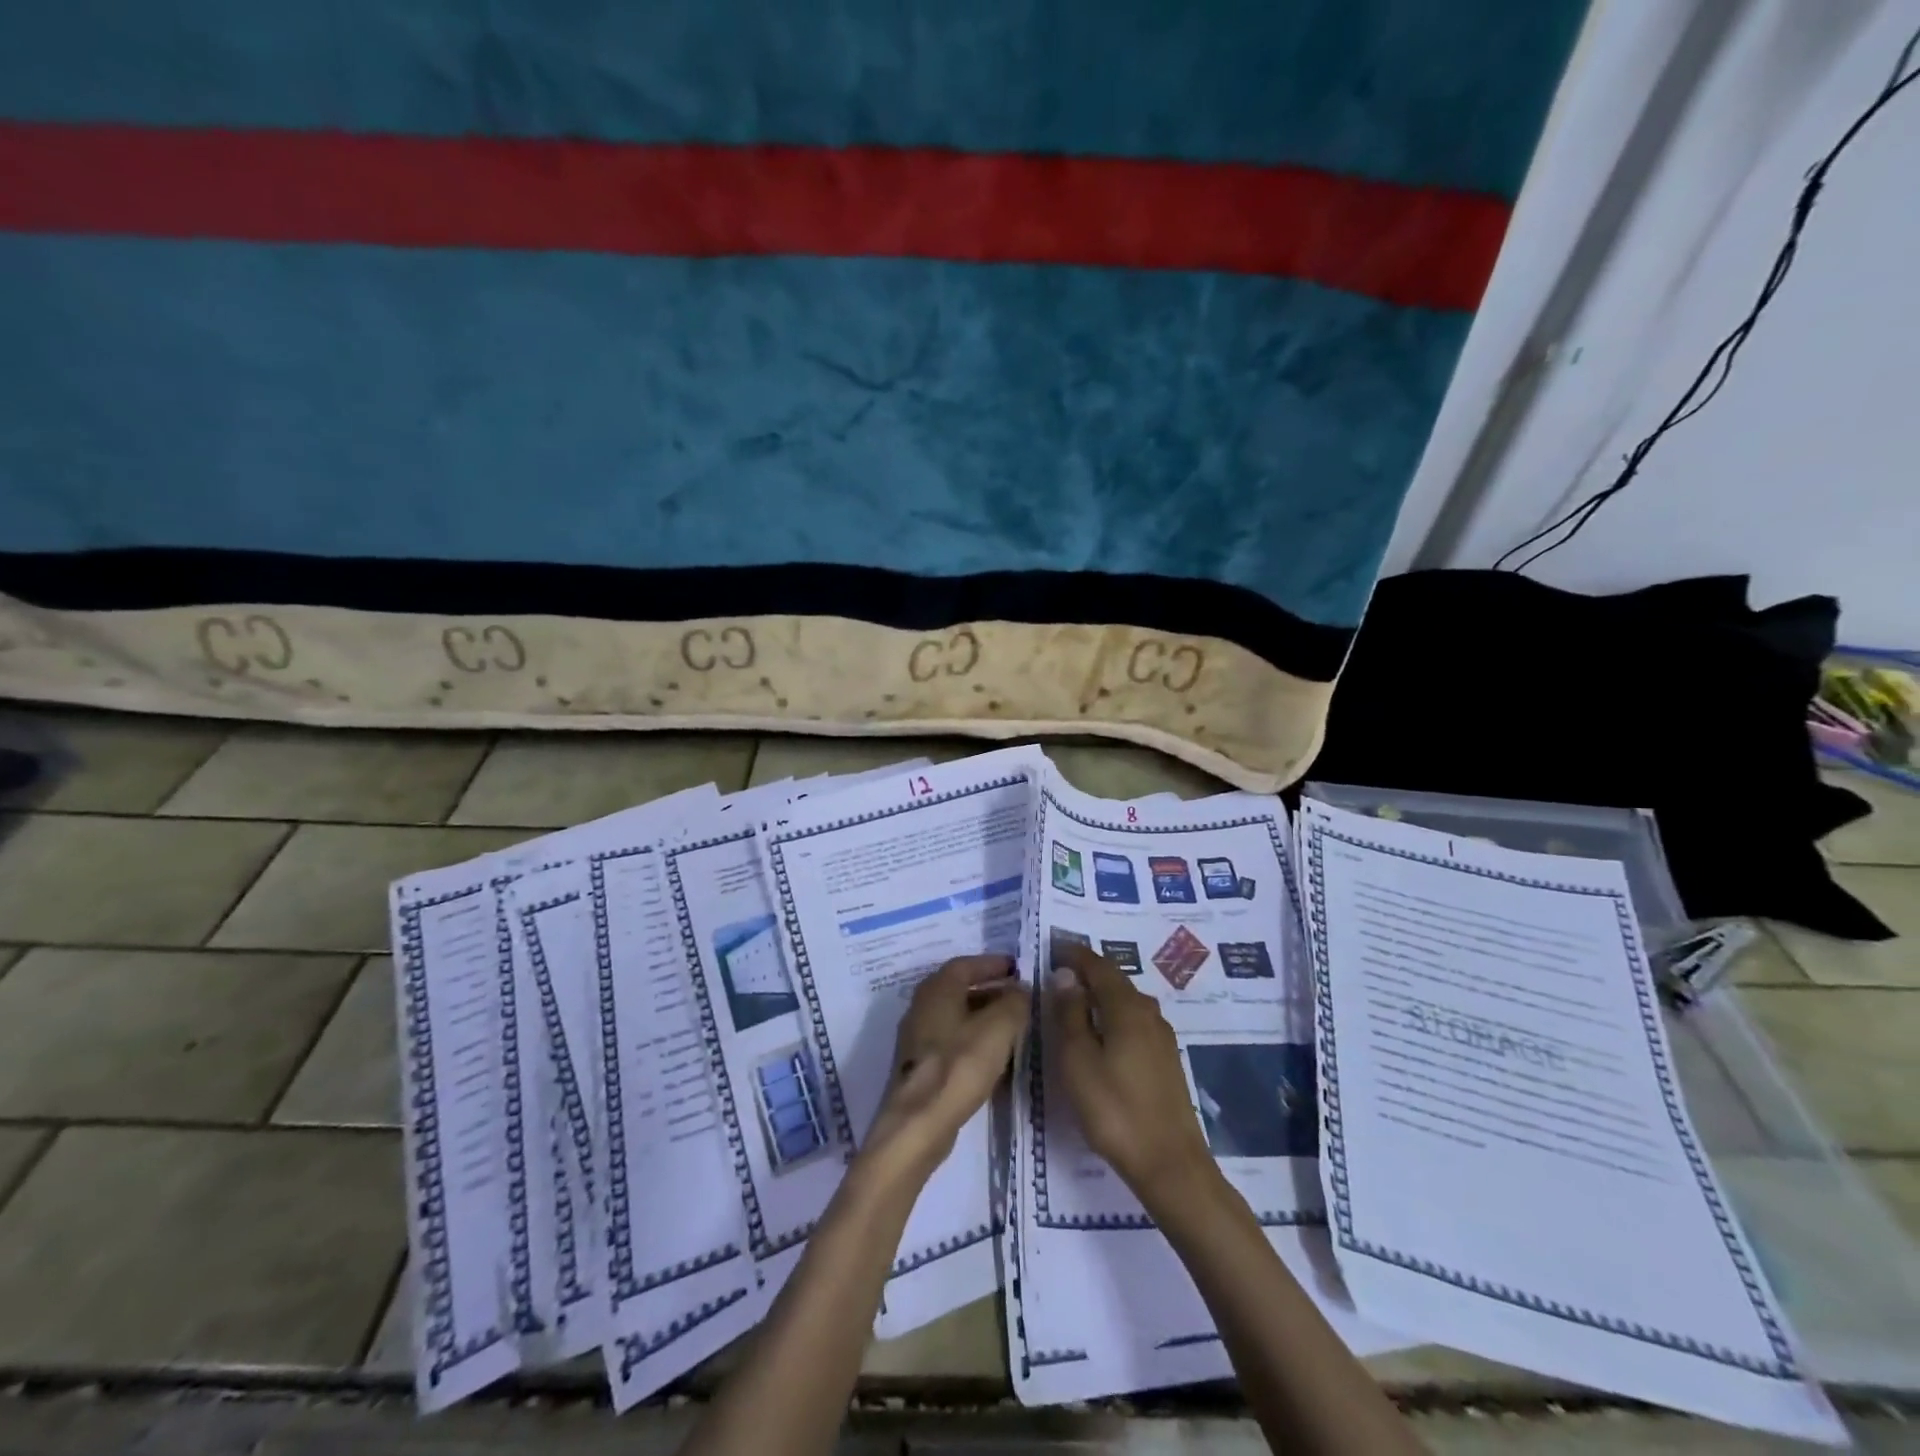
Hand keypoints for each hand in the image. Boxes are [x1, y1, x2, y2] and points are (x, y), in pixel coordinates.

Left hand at [863, 955, 1030, 1183]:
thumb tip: (1021, 990)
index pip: (966, 964)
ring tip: (1013, 1027)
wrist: (919, 1123)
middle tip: (1019, 997)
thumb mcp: (999, 1027)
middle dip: (990, 990)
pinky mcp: (920, 1066)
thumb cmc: (959, 1065)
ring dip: (983, 1017)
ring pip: (956, 1017)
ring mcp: (918, 1038)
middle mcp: (922, 1006)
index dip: (992, 964)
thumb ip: (1014, 1002)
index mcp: (937, 989)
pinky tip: (994, 1057)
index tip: (1017, 969)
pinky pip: (952, 1042)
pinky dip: (973, 1040)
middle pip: (959, 989)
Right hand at [1050, 942, 1217, 1214]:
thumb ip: (1069, 1014)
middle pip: (1116, 981)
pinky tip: (1102, 1033)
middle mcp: (1148, 1013)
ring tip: (1076, 1001)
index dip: (1075, 954)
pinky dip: (1114, 1015)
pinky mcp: (1166, 1060)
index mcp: (1126, 1007)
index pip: (1099, 966)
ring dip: (1102, 994)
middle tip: (1060, 972)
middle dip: (1088, 972)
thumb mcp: (1078, 1061)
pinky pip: (1135, 1021)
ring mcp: (1161, 1037)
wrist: (1170, 1163)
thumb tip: (1066, 976)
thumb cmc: (1115, 1109)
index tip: (1054, 948)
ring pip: (1127, 1002)